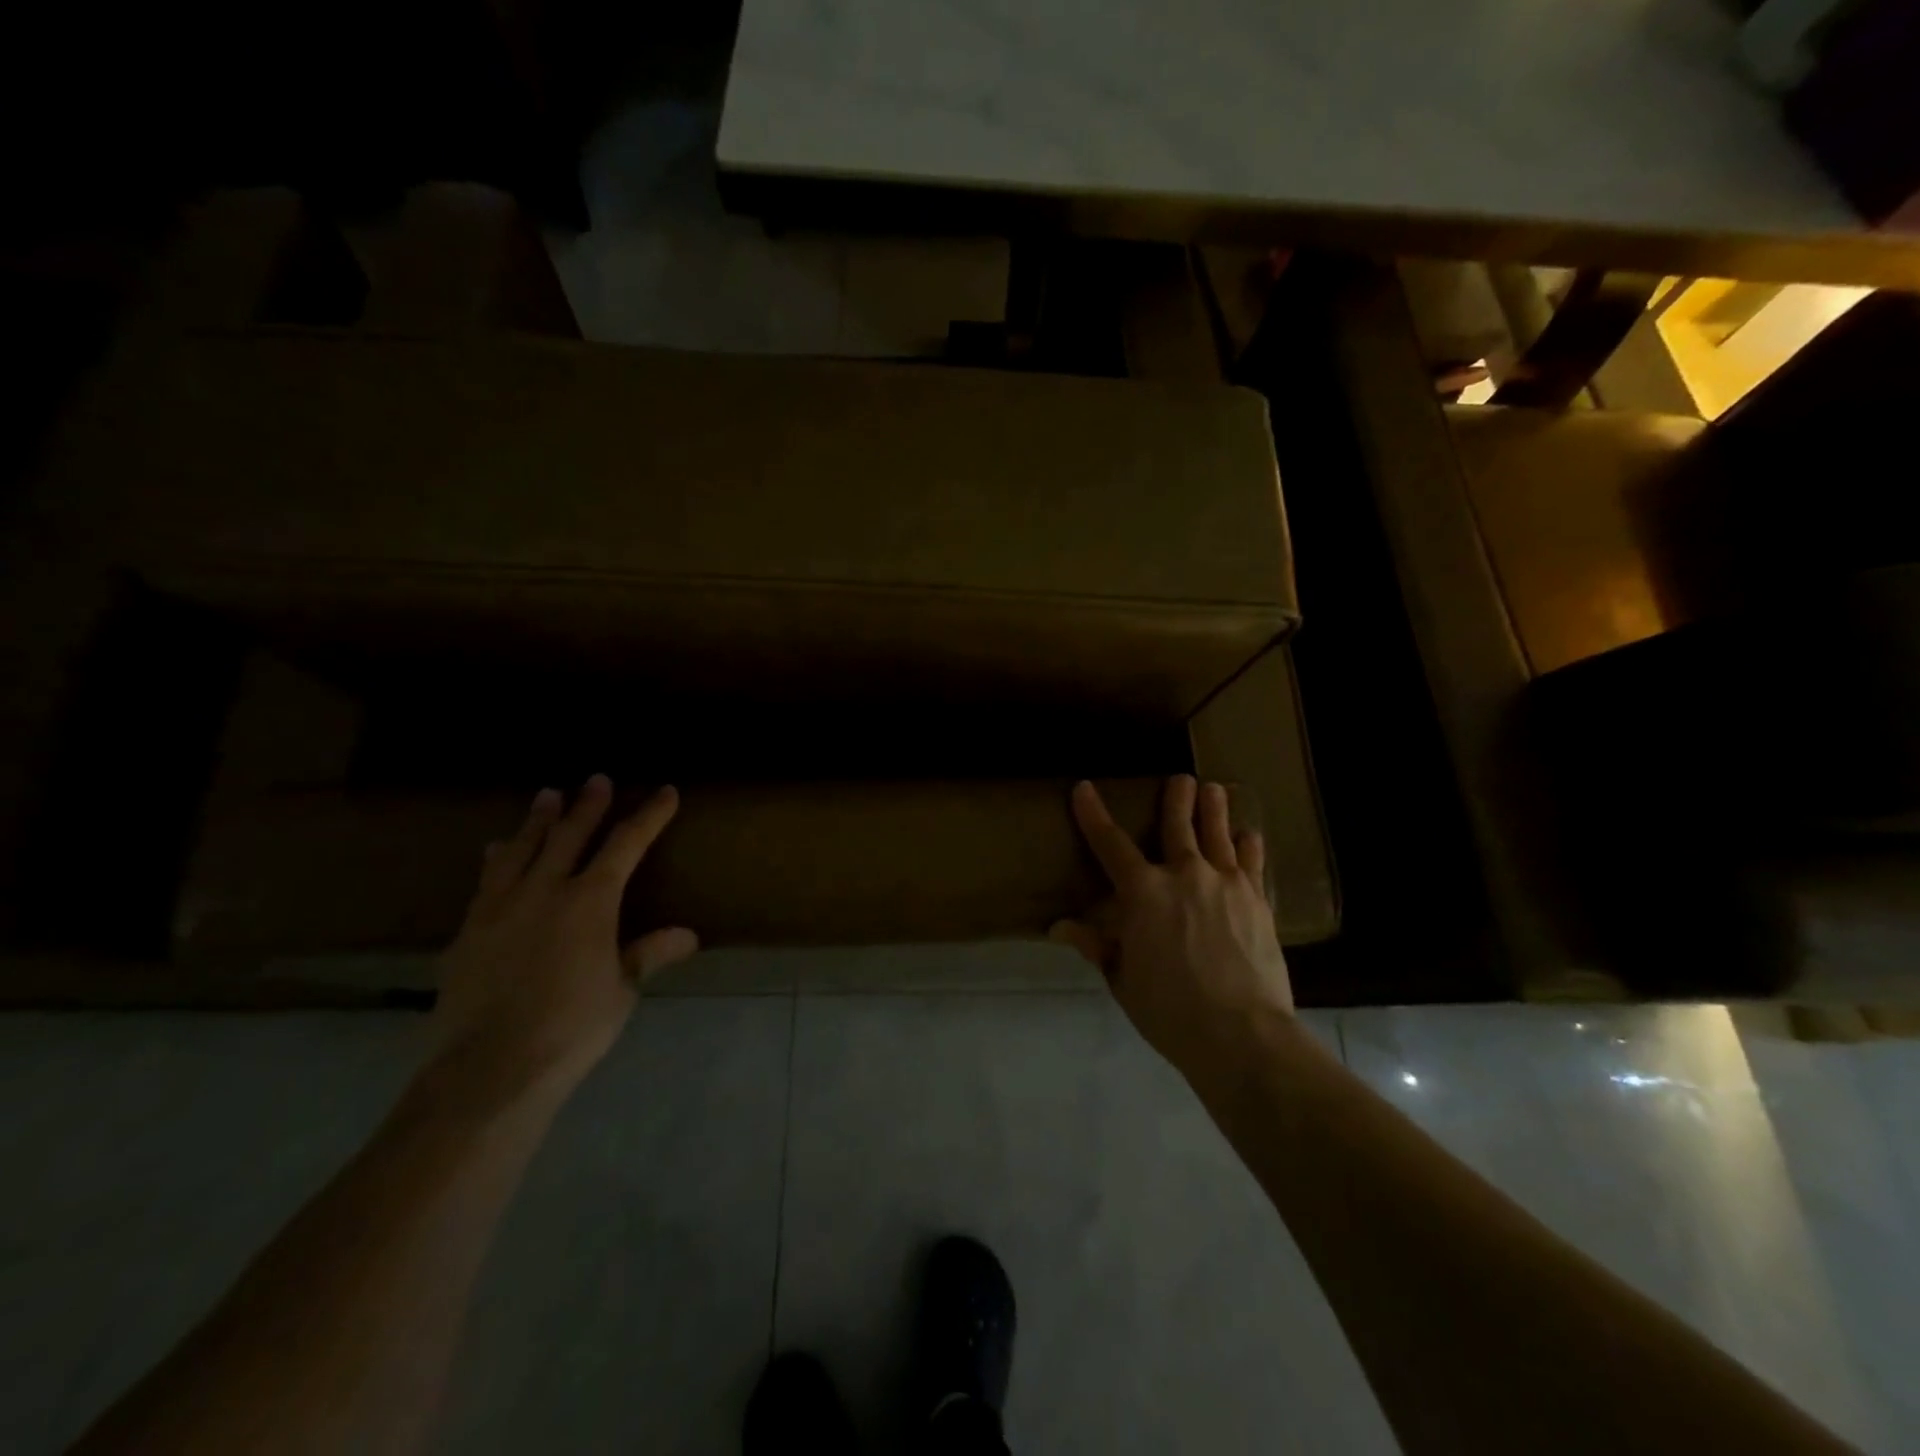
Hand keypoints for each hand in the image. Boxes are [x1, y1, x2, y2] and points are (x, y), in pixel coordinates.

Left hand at [427, 775, 697, 1101]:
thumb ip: (648, 954)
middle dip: (588, 805)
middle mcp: (544, 891)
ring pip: (521, 849)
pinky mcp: (468, 931)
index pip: (626, 845)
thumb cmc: (572, 1027)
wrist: (489, 1068)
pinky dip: (498, 858)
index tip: (666, 792)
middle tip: (597, 779)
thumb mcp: (622, 991)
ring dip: (538, 820)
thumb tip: (689, 935)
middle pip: (569, 835)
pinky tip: (494, 850)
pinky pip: (486, 881)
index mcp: (590, 901)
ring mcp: (500, 907)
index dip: (649, 816)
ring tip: (546, 795)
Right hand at [1051, 775, 1293, 1074]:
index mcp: (1142, 893)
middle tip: (1181, 779)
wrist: (1241, 1033)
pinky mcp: (1256, 900)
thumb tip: (1059, 926)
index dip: (1093, 814)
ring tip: (1215, 789)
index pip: (1109, 844)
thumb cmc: (1169, 1010)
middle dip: (1177, 797)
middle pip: (1178, 824)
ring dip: (1214, 808)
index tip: (1084, 788)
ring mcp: (1225, 884)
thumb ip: (1096, 945)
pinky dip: (1247, 845)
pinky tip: (1249, 835)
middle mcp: (1183, 875)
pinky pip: (1251, 862)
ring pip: (1218, 833)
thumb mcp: (1122, 980)